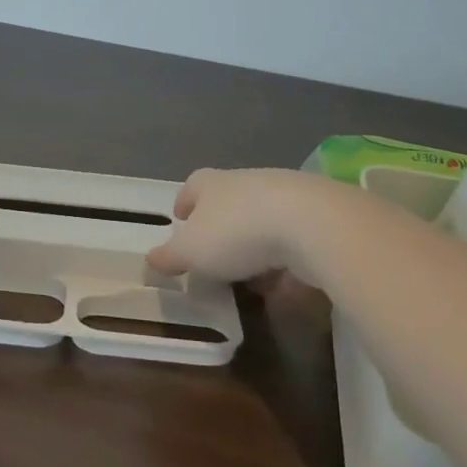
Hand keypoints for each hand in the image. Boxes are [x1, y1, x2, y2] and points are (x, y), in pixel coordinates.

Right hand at [145, 168, 349, 282]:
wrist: (312, 223)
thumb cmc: (238, 232)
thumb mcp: (192, 251)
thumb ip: (171, 256)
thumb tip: (150, 259)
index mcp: (212, 184)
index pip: (193, 185)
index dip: (185, 201)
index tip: (180, 217)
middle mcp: (248, 182)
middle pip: (229, 200)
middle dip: (222, 225)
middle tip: (214, 254)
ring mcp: (286, 196)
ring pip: (263, 220)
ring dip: (256, 245)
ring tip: (251, 276)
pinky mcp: (317, 217)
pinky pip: (294, 240)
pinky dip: (287, 260)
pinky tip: (286, 283)